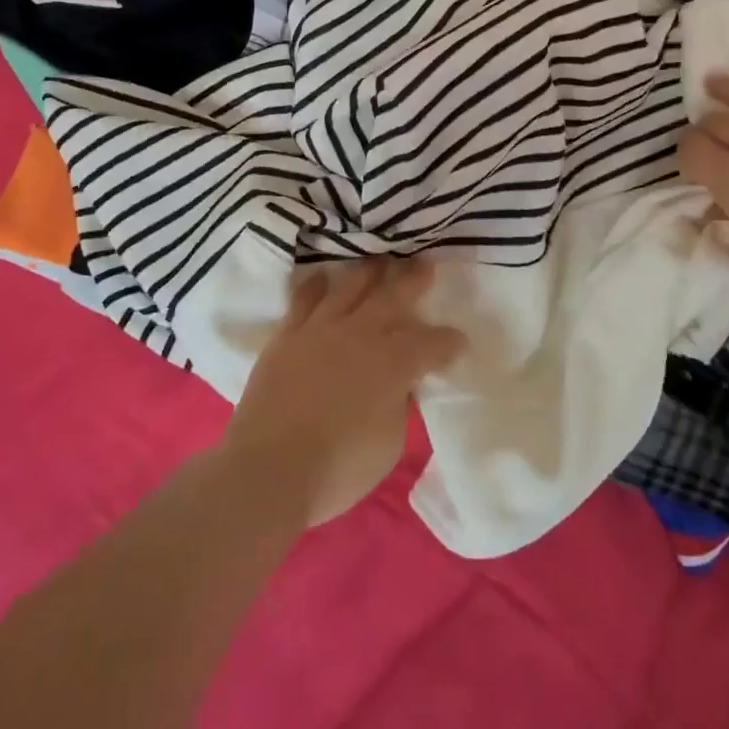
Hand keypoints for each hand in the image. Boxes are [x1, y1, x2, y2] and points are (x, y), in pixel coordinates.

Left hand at [223, 259, 461, 527]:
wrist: (269, 469)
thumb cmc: (339, 467)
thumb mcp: (389, 443)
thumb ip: (399, 405)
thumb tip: (400, 386)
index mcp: (394, 363)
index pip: (432, 344)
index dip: (449, 341)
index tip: (458, 341)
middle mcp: (361, 334)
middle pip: (394, 297)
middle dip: (414, 280)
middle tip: (425, 264)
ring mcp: (321, 329)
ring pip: (350, 287)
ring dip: (369, 271)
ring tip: (380, 259)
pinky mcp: (288, 335)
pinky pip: (304, 299)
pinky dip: (316, 285)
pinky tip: (322, 277)